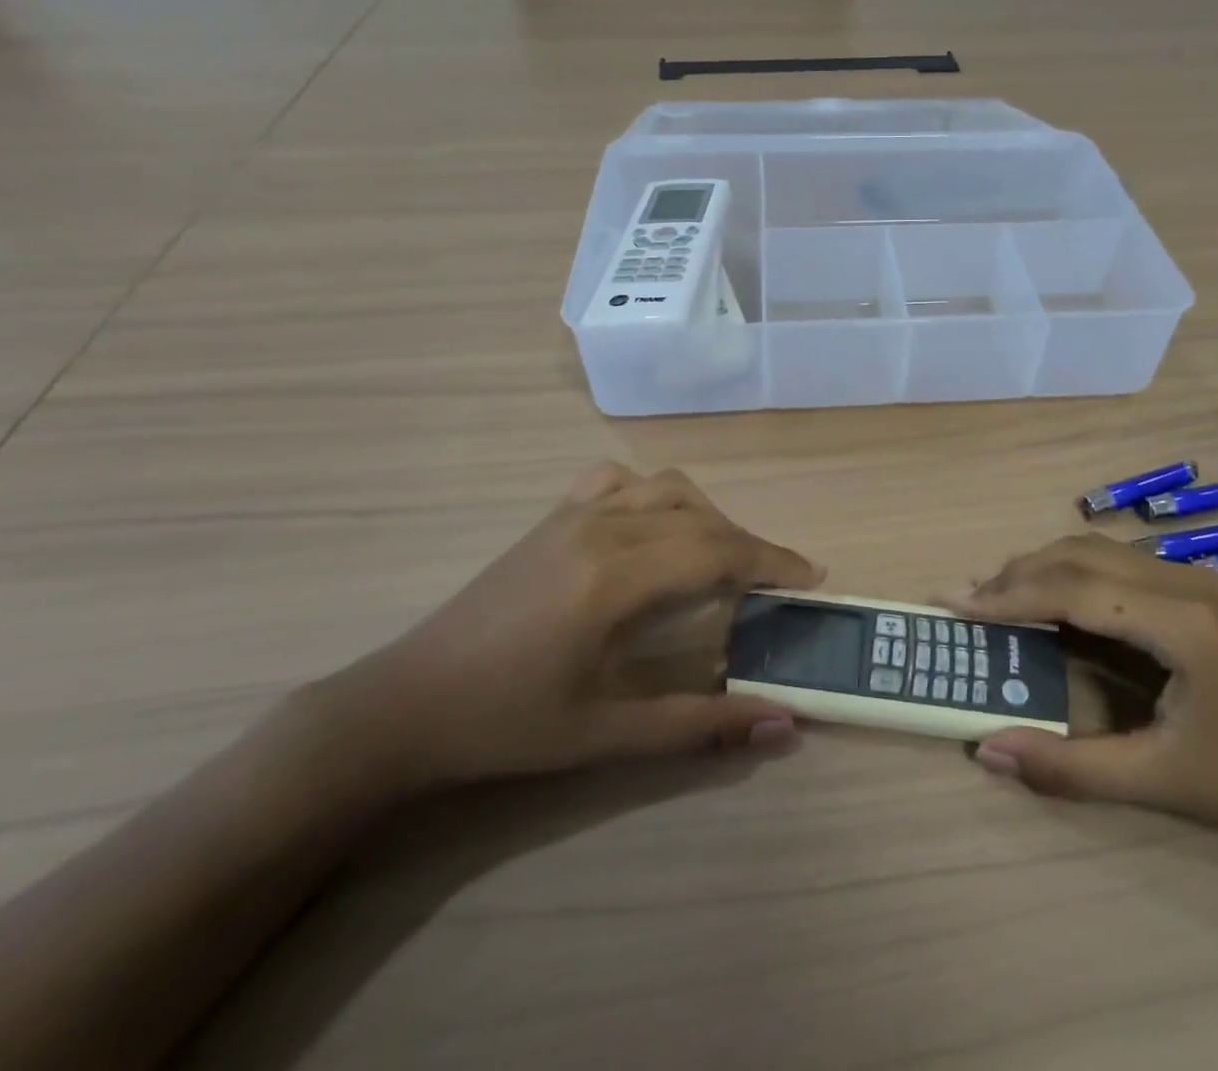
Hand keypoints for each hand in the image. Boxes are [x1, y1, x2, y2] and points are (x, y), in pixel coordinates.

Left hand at [332, 462, 820, 791]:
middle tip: (776, 583)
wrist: (405, 704)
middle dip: (749, 545)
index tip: (811, 578)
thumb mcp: (606, 734)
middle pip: (701, 519)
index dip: (771, 561)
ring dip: (707, 516)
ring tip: (720, 559)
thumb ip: (699, 726)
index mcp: (615, 578)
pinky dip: (654, 495)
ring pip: (666, 488)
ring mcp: (573, 515)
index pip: (717, 551)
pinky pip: (619, 481)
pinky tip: (654, 528)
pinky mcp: (552, 517)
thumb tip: (781, 725)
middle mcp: (601, 529)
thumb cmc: (506, 725)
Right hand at [944, 535, 1217, 852]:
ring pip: (1101, 551)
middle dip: (1016, 574)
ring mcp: (1200, 579)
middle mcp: (1185, 580)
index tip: (954, 604)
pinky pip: (1123, 565)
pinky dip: (1077, 574)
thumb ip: (1070, 766)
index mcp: (1179, 618)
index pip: (1071, 589)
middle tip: (965, 598)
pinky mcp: (1206, 591)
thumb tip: (987, 750)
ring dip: (1045, 567)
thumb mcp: (1166, 782)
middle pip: (1080, 555)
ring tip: (999, 596)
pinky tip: (1059, 602)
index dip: (1007, 596)